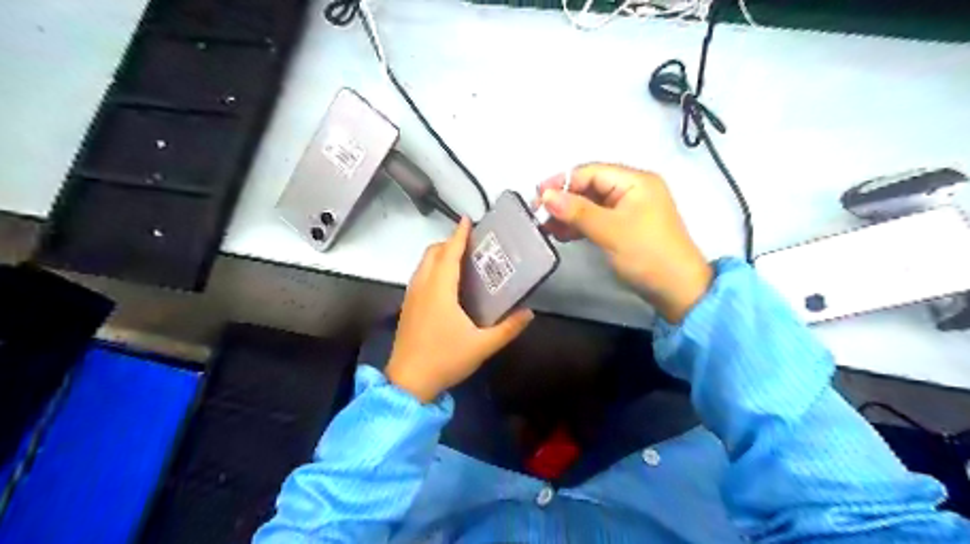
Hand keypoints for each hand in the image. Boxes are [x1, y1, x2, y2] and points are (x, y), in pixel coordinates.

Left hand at [386, 219, 537, 401]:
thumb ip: (508, 329)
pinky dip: (431, 269)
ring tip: (460, 260)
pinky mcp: (406, 307)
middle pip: (432, 253)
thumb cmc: (445, 359)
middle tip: (470, 245)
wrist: (408, 383)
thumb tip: (529, 313)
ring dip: (439, 255)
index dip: (459, 235)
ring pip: (422, 264)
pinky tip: (446, 284)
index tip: (467, 219)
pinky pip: (419, 276)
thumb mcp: (482, 346)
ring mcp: (411, 297)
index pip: (449, 254)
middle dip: (449, 243)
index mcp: (439, 290)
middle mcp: (422, 287)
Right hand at [538, 161, 710, 322]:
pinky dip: (579, 225)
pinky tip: (562, 234)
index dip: (561, 182)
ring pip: (591, 204)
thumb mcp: (610, 230)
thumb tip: (545, 196)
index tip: (537, 198)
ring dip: (568, 214)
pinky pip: (597, 219)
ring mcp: (629, 209)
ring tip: (546, 227)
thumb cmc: (646, 254)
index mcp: (635, 181)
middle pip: (589, 186)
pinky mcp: (625, 227)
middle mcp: (632, 189)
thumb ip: (577, 211)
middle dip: (563, 200)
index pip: (590, 172)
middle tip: (538, 215)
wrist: (677, 290)